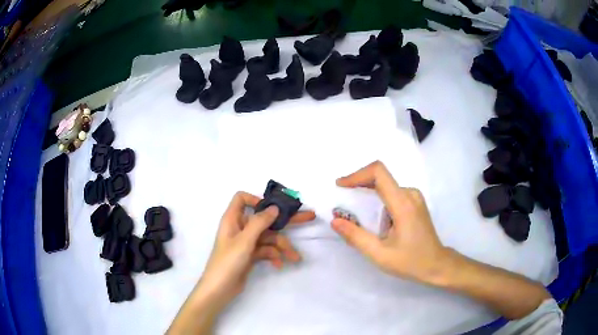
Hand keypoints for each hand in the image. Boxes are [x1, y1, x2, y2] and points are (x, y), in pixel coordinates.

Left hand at [197, 191, 315, 309]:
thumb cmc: (228, 261)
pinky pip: (266, 251)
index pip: (242, 199)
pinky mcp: (251, 255)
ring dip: (282, 246)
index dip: (256, 200)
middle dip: (285, 220)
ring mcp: (246, 242)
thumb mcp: (244, 241)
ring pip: (269, 238)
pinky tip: (280, 265)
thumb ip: (260, 222)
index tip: (273, 209)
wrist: (220, 289)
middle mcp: (240, 228)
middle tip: (309, 216)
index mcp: (233, 219)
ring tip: (295, 257)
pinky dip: (274, 256)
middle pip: (264, 218)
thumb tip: (275, 207)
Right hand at [331, 161, 448, 284]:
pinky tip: (373, 218)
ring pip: (386, 185)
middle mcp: (410, 194)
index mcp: (402, 204)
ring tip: (355, 212)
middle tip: (342, 200)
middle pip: (380, 177)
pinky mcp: (415, 202)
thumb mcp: (379, 254)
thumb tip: (335, 221)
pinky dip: (377, 198)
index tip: (341, 186)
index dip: (357, 174)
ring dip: (368, 193)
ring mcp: (414, 197)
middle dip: (358, 184)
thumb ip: (356, 237)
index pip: (378, 173)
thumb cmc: (410, 261)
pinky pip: (392, 192)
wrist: (436, 264)